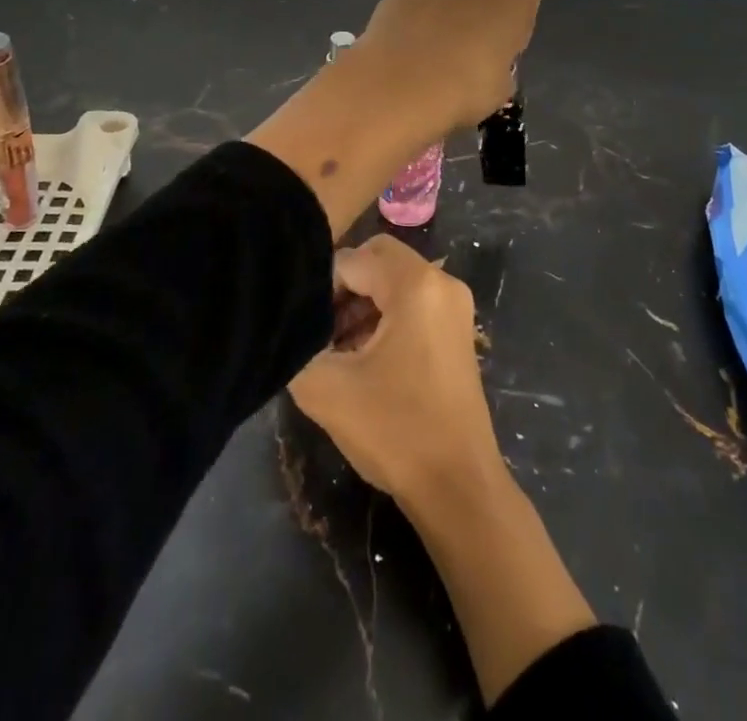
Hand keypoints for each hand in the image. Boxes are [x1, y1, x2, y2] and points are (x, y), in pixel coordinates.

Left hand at [246, 0, 540, 239]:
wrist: (406, 81)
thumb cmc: (466, 87)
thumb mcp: (502, 83)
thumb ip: (499, 62)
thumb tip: (483, 59)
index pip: (523, 4)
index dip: (508, 29)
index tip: (494, 52)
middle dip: (481, 8)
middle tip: (466, 47)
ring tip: (438, 30)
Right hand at [292, 236, 599, 706]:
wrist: (459, 487)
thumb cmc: (396, 431)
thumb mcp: (327, 389)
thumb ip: (298, 345)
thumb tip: (288, 326)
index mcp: (416, 283)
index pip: (351, 259)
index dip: (320, 289)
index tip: (306, 330)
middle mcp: (441, 281)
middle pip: (377, 260)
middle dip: (342, 289)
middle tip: (320, 333)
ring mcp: (455, 305)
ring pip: (394, 281)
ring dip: (361, 305)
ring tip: (337, 351)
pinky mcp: (457, 329)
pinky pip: (412, 302)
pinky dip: (384, 318)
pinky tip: (363, 359)